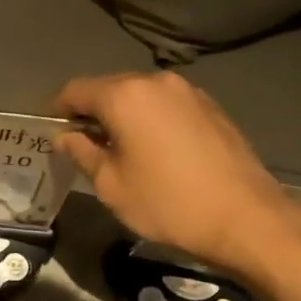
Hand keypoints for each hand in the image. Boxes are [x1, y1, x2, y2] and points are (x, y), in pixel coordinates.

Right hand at [55, 72, 300, 279]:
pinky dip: (152, 121)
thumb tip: (65, 136)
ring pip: (140, 97)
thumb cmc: (169, 204)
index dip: (57, 110)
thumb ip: (82, 153)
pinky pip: (167, 106)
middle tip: (84, 147)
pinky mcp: (211, 107)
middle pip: (109, 88)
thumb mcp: (112, 186)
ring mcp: (188, 91)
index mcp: (125, 96)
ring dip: (124, 117)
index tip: (52, 134)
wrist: (247, 218)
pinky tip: (157, 153)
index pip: (75, 90)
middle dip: (92, 113)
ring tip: (122, 152)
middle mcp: (155, 82)